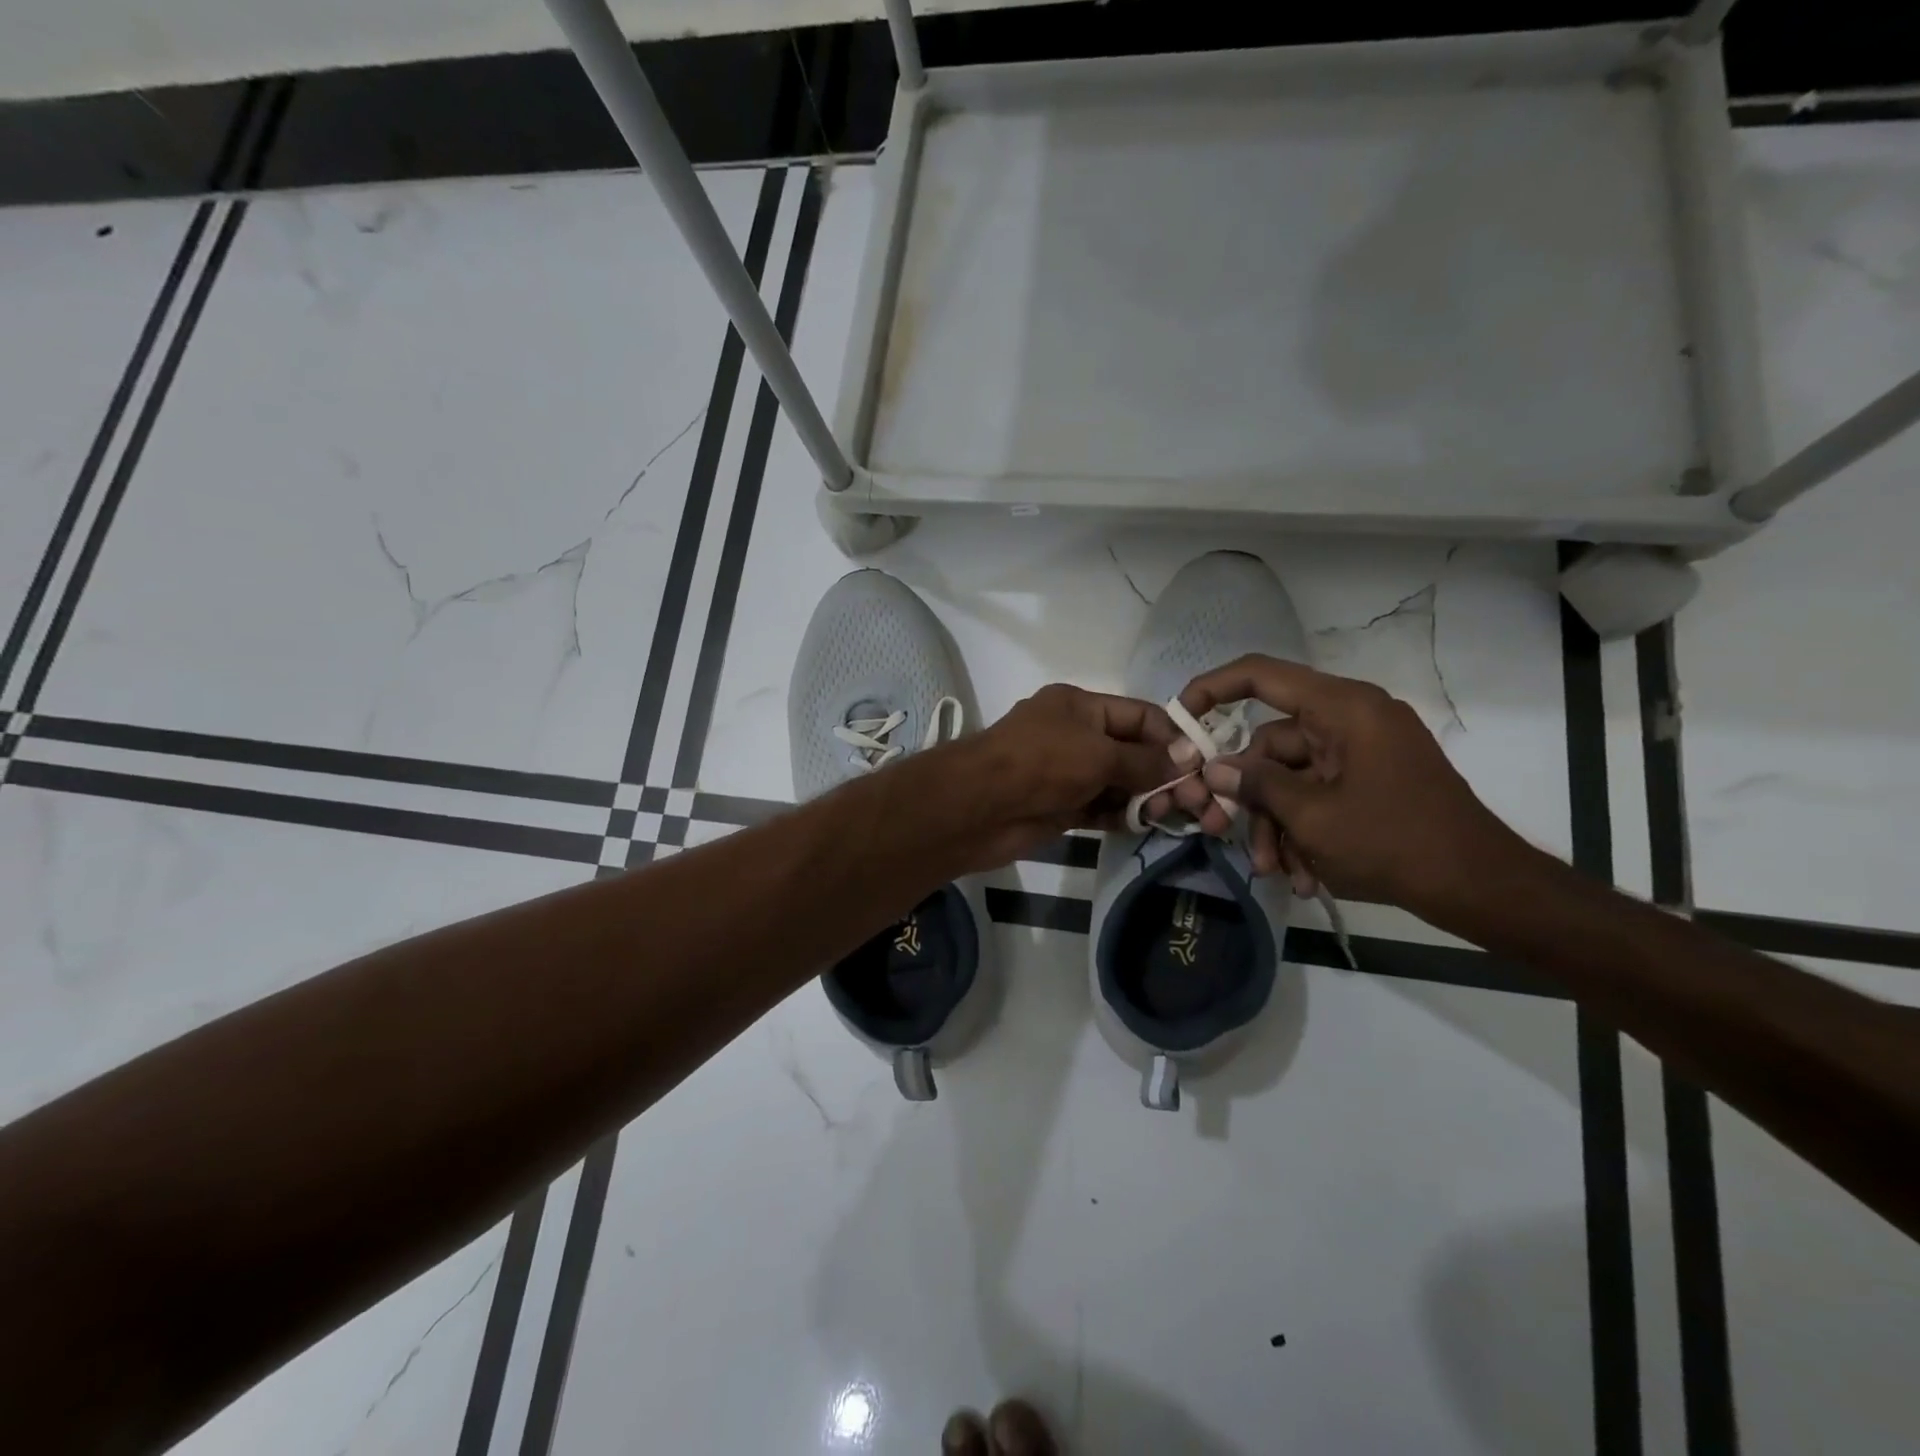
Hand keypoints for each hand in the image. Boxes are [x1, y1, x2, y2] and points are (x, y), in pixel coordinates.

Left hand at [924, 684, 1182, 871]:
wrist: (978, 807)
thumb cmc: (1041, 764)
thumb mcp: (1098, 753)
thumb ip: (1145, 759)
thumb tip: (1187, 758)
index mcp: (1080, 706)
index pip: (1139, 715)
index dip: (1171, 737)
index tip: (1201, 763)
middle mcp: (1074, 735)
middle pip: (1131, 750)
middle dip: (1163, 773)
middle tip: (1195, 801)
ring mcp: (1066, 772)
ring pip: (1117, 782)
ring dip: (1145, 797)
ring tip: (1173, 816)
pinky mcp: (1060, 806)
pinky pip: (1100, 807)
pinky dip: (1122, 815)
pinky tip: (1146, 825)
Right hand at [1151, 655, 1528, 914]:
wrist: (1481, 886)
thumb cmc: (1394, 842)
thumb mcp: (1312, 817)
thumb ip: (1257, 785)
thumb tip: (1216, 769)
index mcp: (1342, 709)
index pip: (1261, 675)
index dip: (1213, 688)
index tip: (1181, 717)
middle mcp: (1350, 719)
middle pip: (1272, 744)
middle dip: (1252, 797)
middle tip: (1227, 834)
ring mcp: (1362, 751)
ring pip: (1291, 777)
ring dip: (1277, 824)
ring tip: (1278, 871)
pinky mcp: (1370, 779)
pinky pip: (1318, 793)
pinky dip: (1305, 829)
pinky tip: (1305, 874)